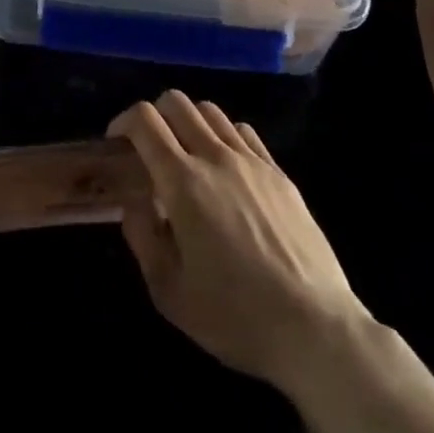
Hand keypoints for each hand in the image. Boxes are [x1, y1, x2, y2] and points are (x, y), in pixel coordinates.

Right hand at [108, 90, 364, 392]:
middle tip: (150, 147)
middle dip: (154, 115)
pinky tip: (225, 166)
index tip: (117, 142)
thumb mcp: (169, 292)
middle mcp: (215, 157)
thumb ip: (142, 237)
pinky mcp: (279, 173)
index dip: (123, 122)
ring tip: (187, 154)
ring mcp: (252, 161)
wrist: (316, 330)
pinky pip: (243, 131)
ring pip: (211, 111)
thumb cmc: (235, 316)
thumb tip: (133, 203)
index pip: (144, 120)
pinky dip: (223, 135)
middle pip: (176, 102)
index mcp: (182, 182)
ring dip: (189, 121)